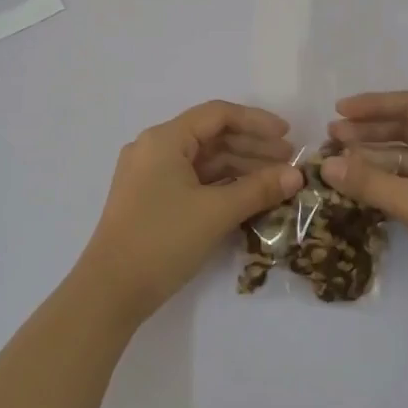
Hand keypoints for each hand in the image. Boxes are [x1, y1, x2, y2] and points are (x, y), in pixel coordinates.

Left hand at [77, 101, 303, 325]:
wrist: (110, 291)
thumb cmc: (162, 240)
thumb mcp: (216, 212)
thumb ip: (259, 189)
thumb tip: (297, 175)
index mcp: (164, 140)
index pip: (217, 115)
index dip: (257, 121)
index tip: (288, 135)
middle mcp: (154, 149)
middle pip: (211, 136)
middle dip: (252, 147)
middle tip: (289, 162)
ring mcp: (150, 176)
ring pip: (204, 161)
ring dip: (241, 168)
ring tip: (277, 182)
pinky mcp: (151, 200)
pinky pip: (193, 181)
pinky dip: (222, 185)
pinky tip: (249, 196)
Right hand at [322, 91, 407, 318]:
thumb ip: (370, 182)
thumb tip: (325, 165)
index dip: (373, 106)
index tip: (338, 111)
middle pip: (407, 129)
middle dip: (369, 132)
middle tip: (329, 138)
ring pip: (406, 158)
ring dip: (373, 159)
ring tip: (335, 162)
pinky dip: (385, 182)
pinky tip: (357, 186)